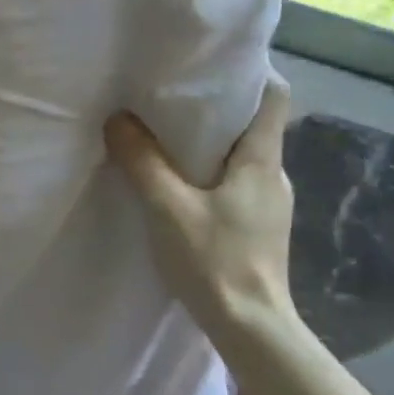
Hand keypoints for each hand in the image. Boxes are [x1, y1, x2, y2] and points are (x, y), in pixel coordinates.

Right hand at [104, 79, 298, 349]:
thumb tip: (118, 120)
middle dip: (217, 108)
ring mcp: (269, 205)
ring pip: (243, 157)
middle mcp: (274, 176)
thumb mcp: (168, 208)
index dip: (251, 74)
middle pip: (254, 125)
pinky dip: (210, 174)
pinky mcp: (258, 228)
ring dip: (211, 144)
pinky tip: (180, 188)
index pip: (276, 97)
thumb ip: (142, 162)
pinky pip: (236, 184)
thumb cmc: (215, 261)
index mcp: (262, 161)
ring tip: (168, 139)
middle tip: (172, 98)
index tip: (211, 65)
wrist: (251, 328)